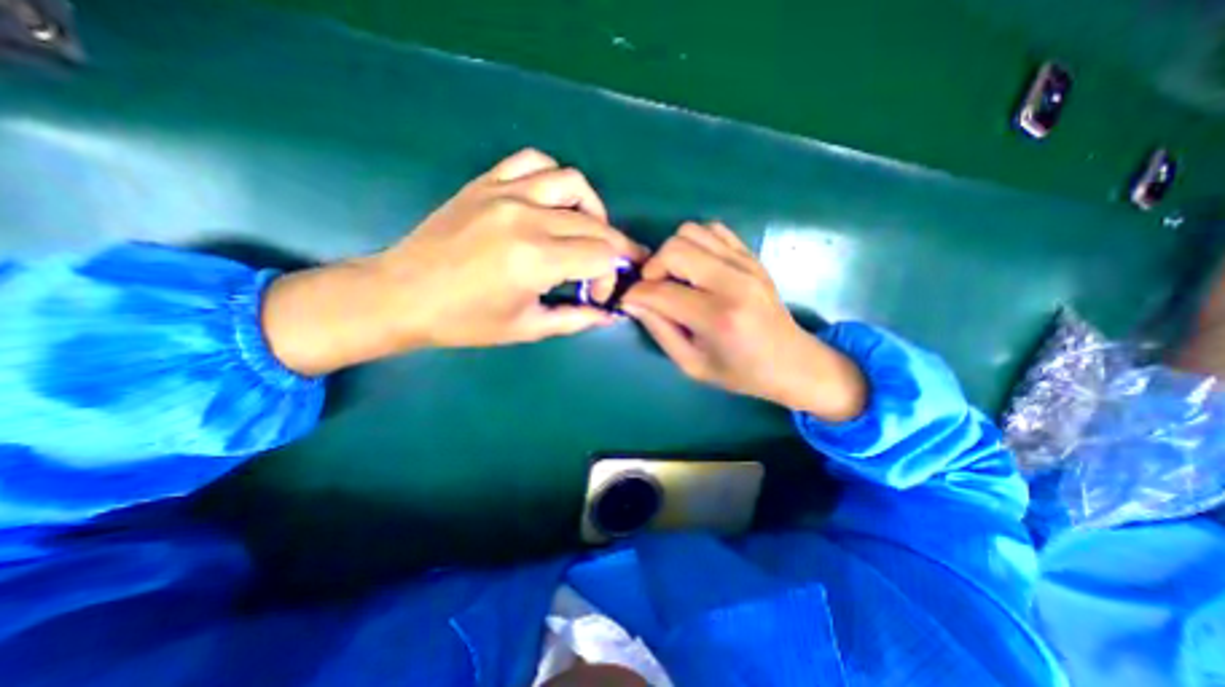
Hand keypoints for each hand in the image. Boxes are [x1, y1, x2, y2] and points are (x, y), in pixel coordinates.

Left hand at [259, 148, 645, 377]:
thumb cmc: (465, 321)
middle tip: (611, 267)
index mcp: (536, 260)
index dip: (613, 275)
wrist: (402, 295)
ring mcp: (505, 193)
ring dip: (592, 208)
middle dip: (614, 247)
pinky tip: (553, 201)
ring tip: (588, 231)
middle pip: (595, 223)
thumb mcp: (527, 328)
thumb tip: (609, 315)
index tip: (602, 294)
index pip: (602, 255)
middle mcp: (527, 219)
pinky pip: (533, 162)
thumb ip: (576, 319)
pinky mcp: (486, 183)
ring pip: (572, 183)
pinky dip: (553, 178)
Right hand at [619, 223, 865, 420]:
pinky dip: (696, 243)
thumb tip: (632, 302)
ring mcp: (746, 264)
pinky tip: (696, 267)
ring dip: (672, 253)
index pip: (660, 291)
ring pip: (691, 232)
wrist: (792, 361)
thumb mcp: (692, 364)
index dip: (635, 294)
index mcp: (718, 318)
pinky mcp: (751, 256)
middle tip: (653, 290)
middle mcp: (733, 283)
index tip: (628, 301)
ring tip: (675, 278)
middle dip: (652, 268)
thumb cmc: (740, 372)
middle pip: (674, 249)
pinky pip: (713, 230)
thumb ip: (659, 330)